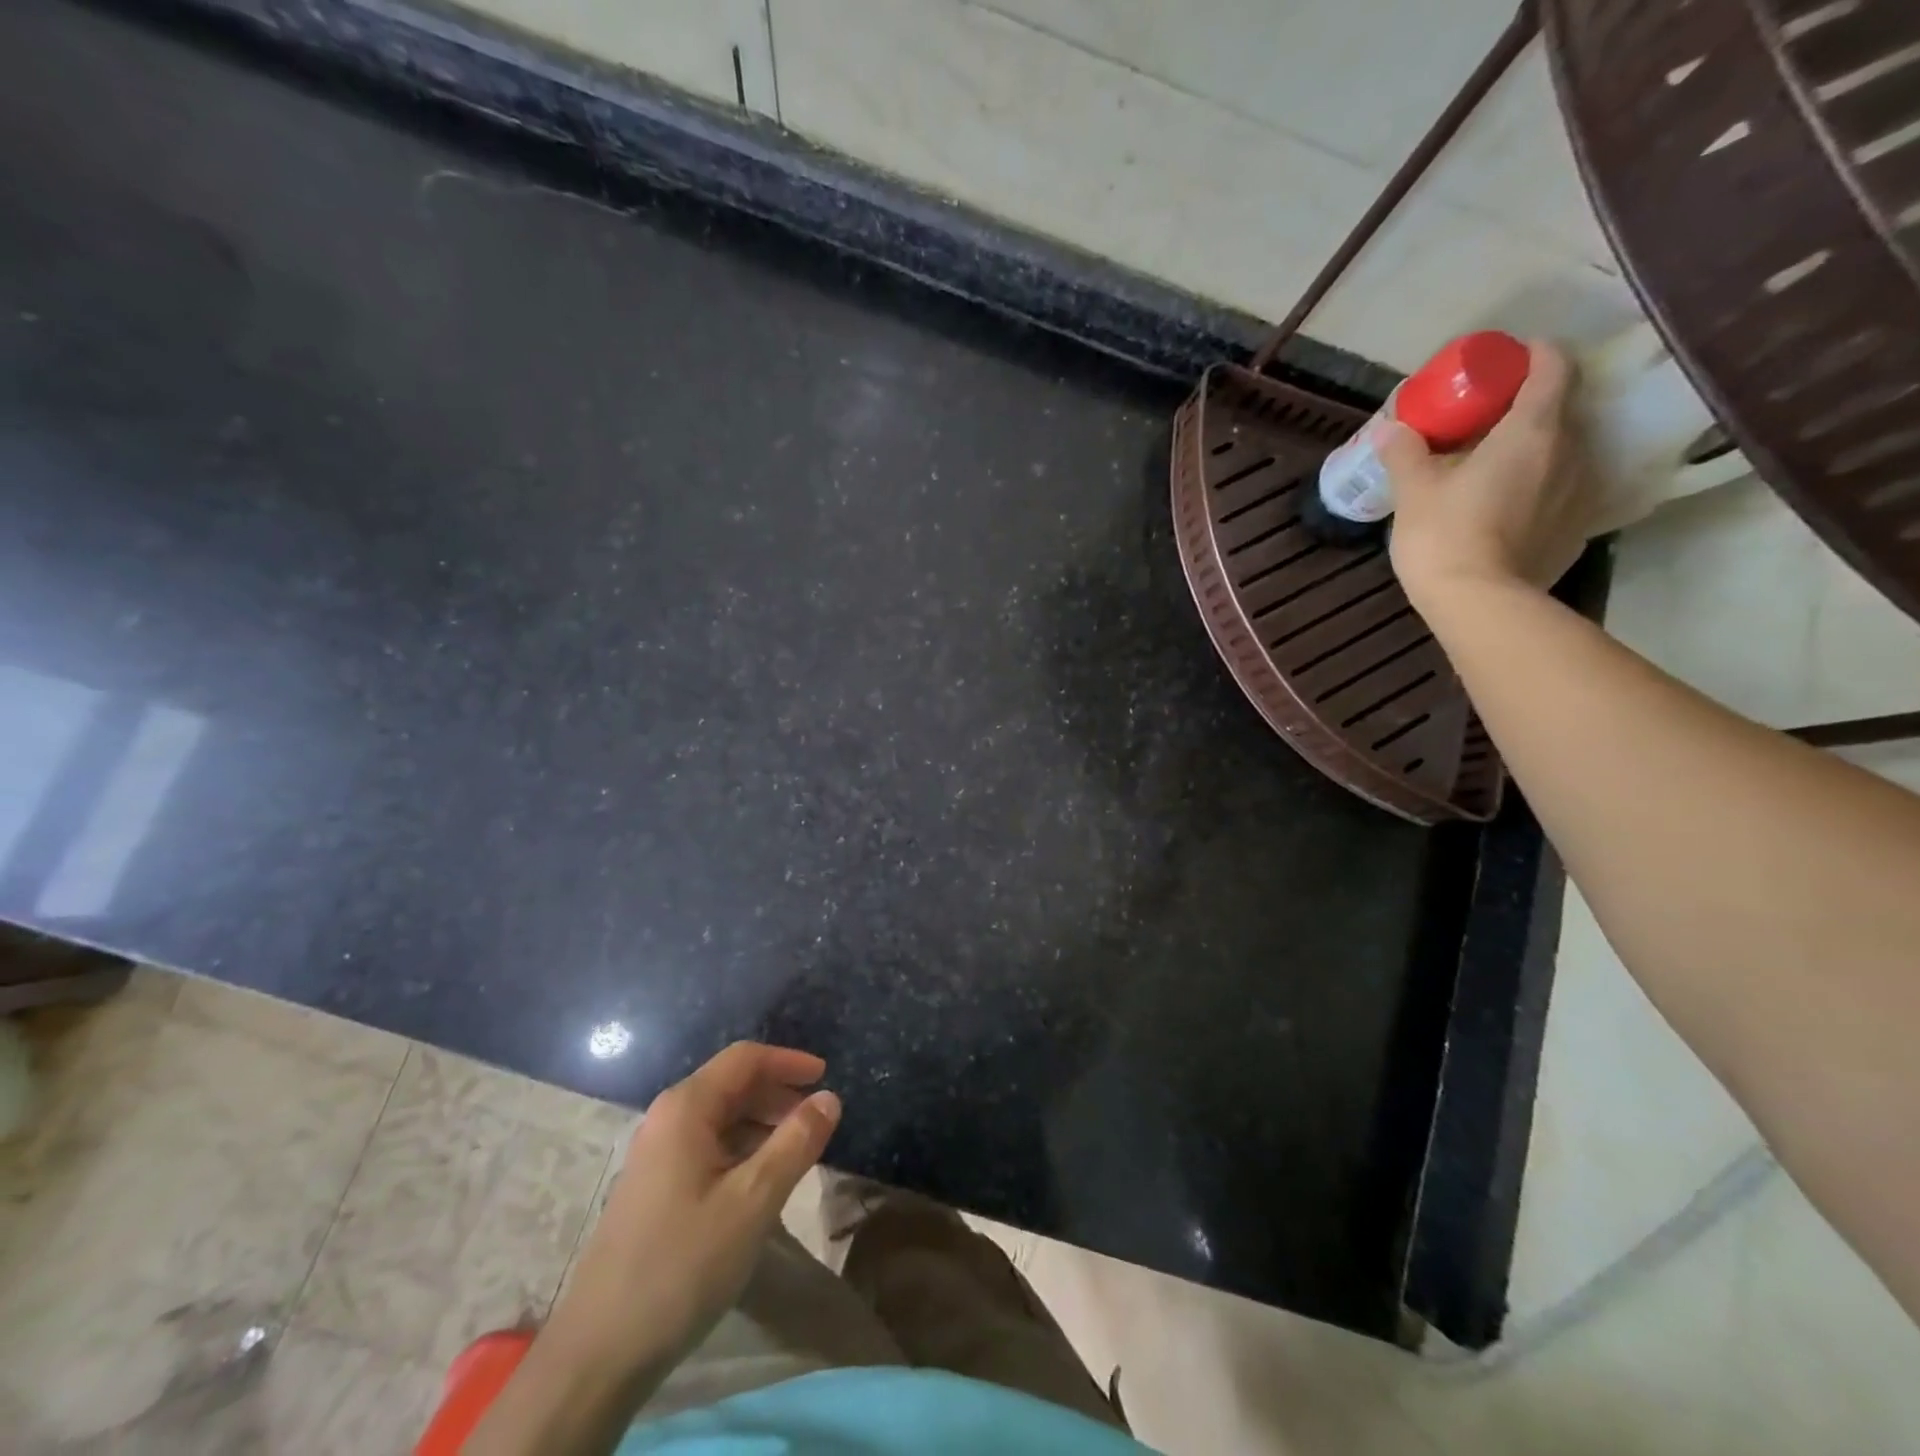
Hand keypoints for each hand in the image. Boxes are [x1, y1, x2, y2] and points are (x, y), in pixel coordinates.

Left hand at [543, 1042, 841, 1382]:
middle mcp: (668, 1119)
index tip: (827, 1076)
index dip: (789, 1061)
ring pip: (721, 1119)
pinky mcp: (654, 1188)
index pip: (745, 1059)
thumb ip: (796, 1143)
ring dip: (762, 1125)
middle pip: (732, 1085)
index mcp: (686, 1108)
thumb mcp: (753, 1201)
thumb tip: (830, 1098)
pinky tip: (761, 1184)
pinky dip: (742, 1151)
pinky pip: (708, 1148)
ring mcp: (656, 1155)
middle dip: (778, 1095)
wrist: (598, 1353)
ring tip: (798, 1153)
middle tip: (818, 1121)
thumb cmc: (682, 1264)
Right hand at [1383, 339, 1591, 607]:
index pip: (1553, 367)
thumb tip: (1390, 429)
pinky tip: (1505, 506)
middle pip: (1559, 409)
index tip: (1504, 363)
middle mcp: (1571, 451)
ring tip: (1492, 466)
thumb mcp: (1413, 491)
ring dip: (1533, 450)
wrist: (1479, 604)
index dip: (1533, 356)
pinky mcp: (1576, 528)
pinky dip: (1537, 487)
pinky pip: (1560, 491)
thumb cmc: (1445, 536)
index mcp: (1532, 430)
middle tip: (1484, 421)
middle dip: (1525, 407)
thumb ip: (1405, 453)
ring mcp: (1580, 492)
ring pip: (1562, 452)